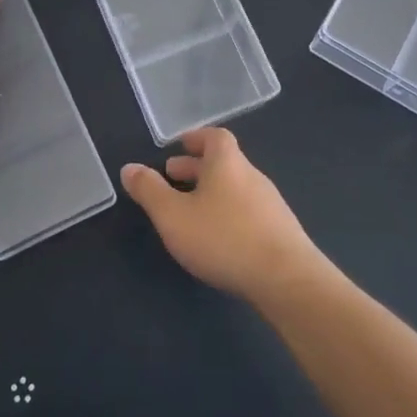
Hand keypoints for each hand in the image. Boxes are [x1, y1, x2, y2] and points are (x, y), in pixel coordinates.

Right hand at [122, 129, 323, 303]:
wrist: (286, 279)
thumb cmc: (223, 238)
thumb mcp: (173, 215)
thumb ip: (149, 191)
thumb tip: (130, 168)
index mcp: (227, 163)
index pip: (214, 137)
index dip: (196, 138)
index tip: (178, 145)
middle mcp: (252, 175)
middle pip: (224, 162)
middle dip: (196, 167)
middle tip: (173, 176)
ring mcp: (270, 203)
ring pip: (235, 187)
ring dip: (212, 192)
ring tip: (190, 210)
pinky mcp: (281, 231)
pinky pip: (248, 210)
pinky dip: (228, 213)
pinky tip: (219, 237)